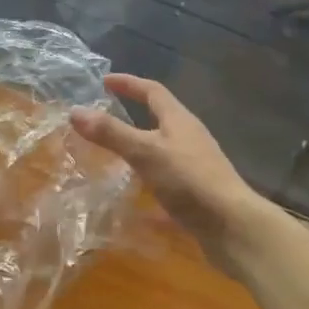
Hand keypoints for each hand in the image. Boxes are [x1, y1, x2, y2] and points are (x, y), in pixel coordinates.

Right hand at [69, 74, 268, 253]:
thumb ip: (111, 133)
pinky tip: (132, 203)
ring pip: (162, 151)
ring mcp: (195, 167)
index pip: (152, 91)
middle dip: (133, 115)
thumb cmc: (189, 180)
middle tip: (104, 118)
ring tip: (112, 157)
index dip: (129, 83)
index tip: (105, 81)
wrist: (233, 227)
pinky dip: (147, 186)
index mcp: (179, 121)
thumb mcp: (145, 152)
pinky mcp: (196, 194)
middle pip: (160, 118)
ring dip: (139, 150)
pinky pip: (166, 182)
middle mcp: (189, 139)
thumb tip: (75, 111)